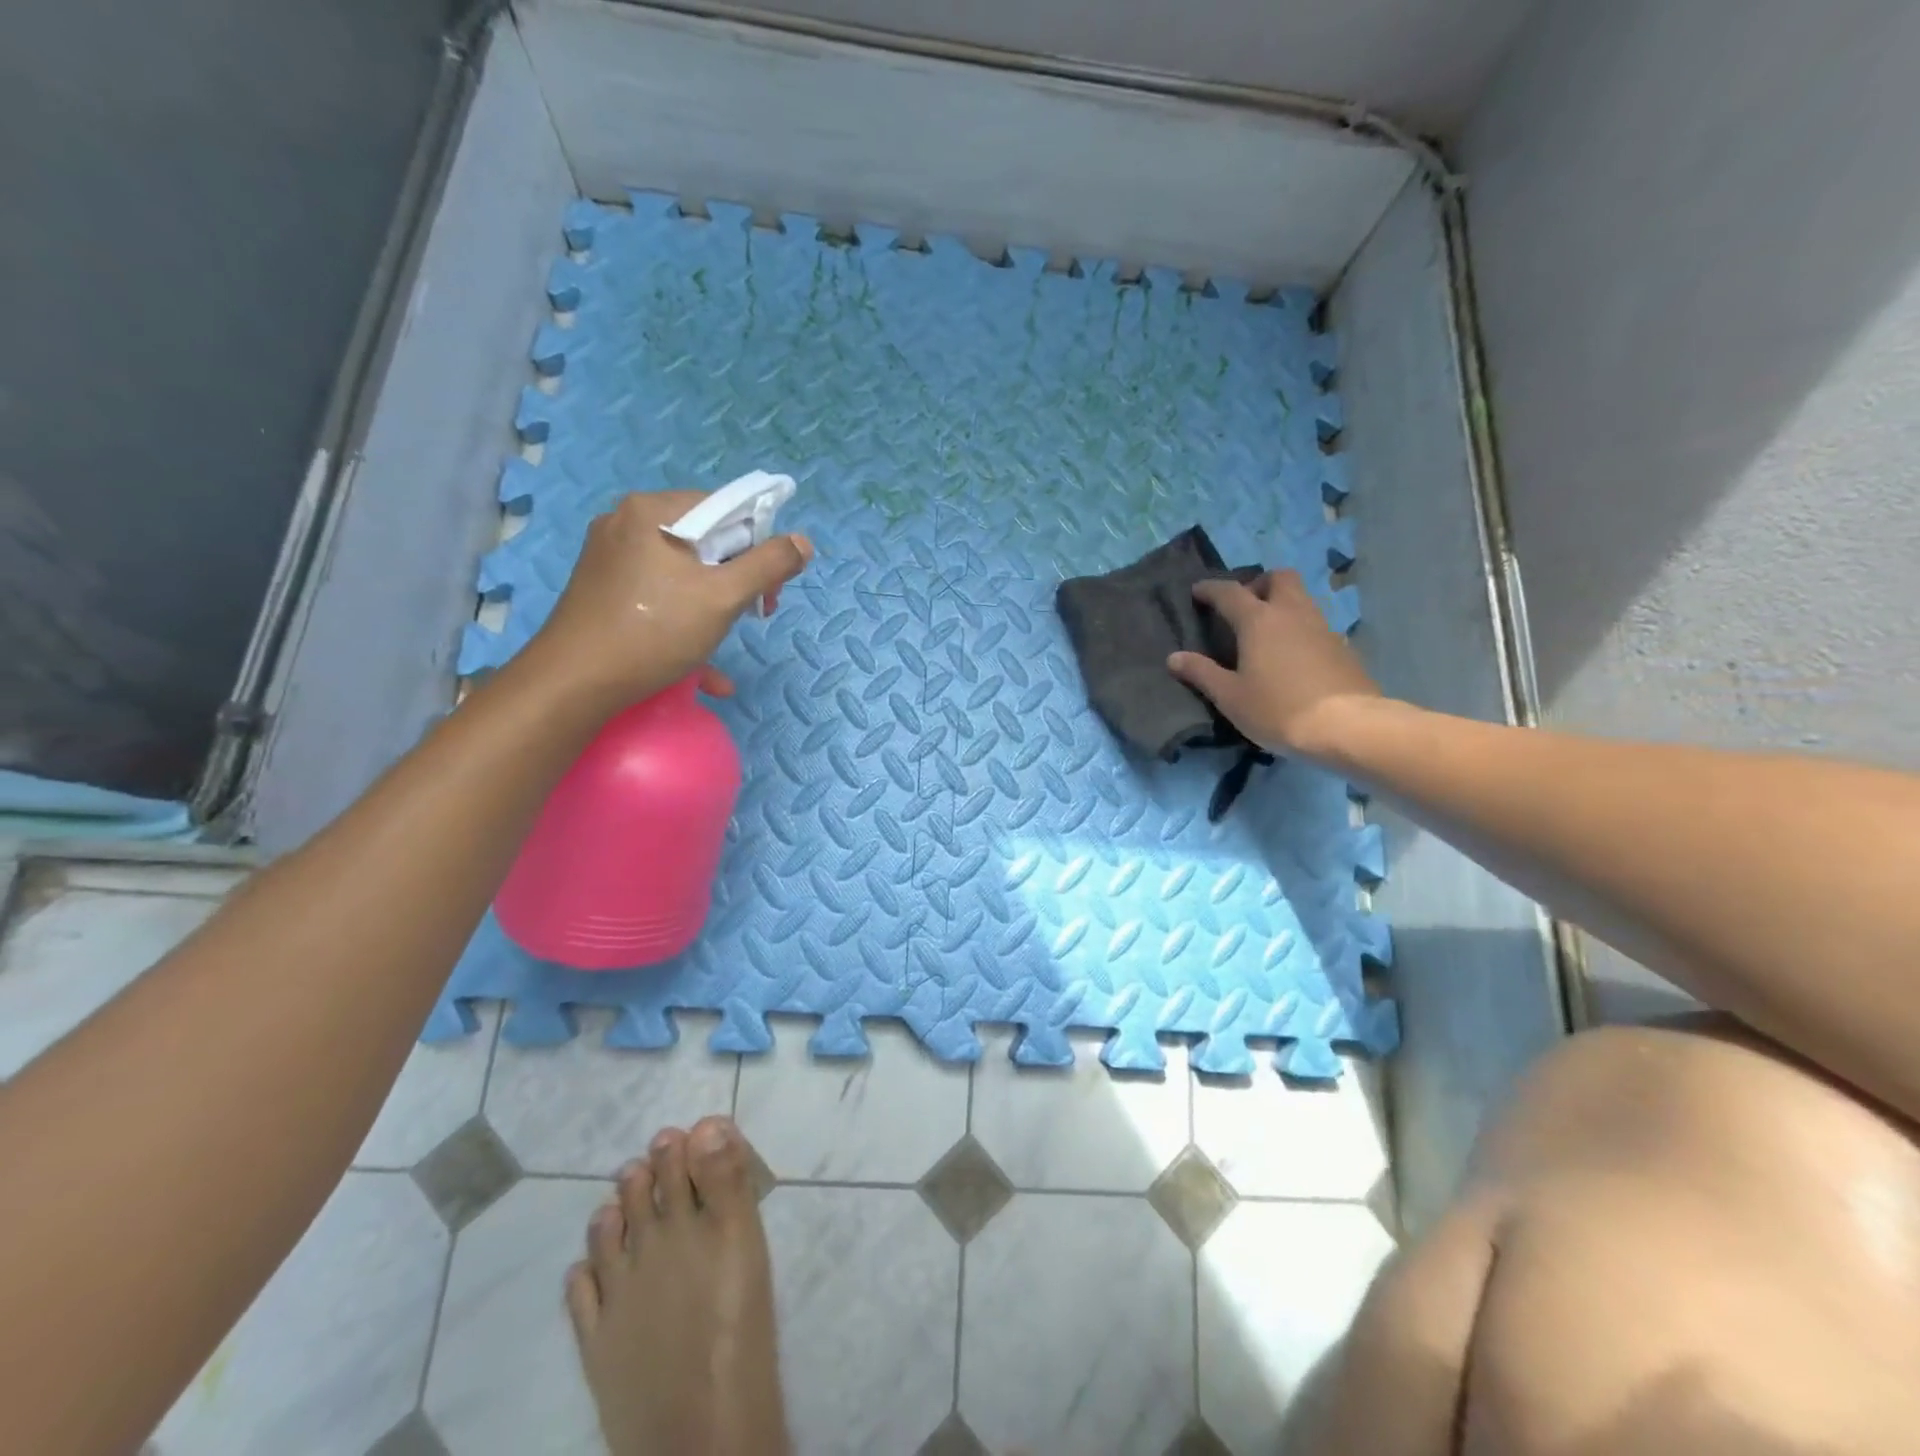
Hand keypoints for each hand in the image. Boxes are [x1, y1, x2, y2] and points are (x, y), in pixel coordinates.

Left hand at [528, 490, 811, 710]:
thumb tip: (803, 543)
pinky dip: (683, 620)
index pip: (725, 509)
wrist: (574, 683)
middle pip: (703, 540)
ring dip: (713, 605)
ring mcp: (610, 557)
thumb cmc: (654, 631)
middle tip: (752, 614)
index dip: (758, 546)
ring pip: (682, 571)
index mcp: (652, 511)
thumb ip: (769, 565)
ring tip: (723, 637)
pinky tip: (700, 665)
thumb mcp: (723, 597)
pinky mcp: (602, 589)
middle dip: (736, 578)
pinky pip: (658, 594)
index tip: (767, 590)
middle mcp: (626, 523)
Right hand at [1167, 570, 1382, 757]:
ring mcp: (1322, 627)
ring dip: (1281, 603)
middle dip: (1258, 584)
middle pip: (1278, 578)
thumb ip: (1201, 673)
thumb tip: (1174, 657)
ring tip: (1265, 631)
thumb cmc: (1277, 709)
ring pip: (1301, 598)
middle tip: (1243, 606)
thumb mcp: (1230, 696)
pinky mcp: (1342, 646)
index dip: (1210, 589)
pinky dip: (1299, 627)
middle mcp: (1292, 613)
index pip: (1229, 592)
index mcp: (1259, 620)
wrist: (1346, 726)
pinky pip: (1315, 623)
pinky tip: (1291, 654)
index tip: (1197, 592)